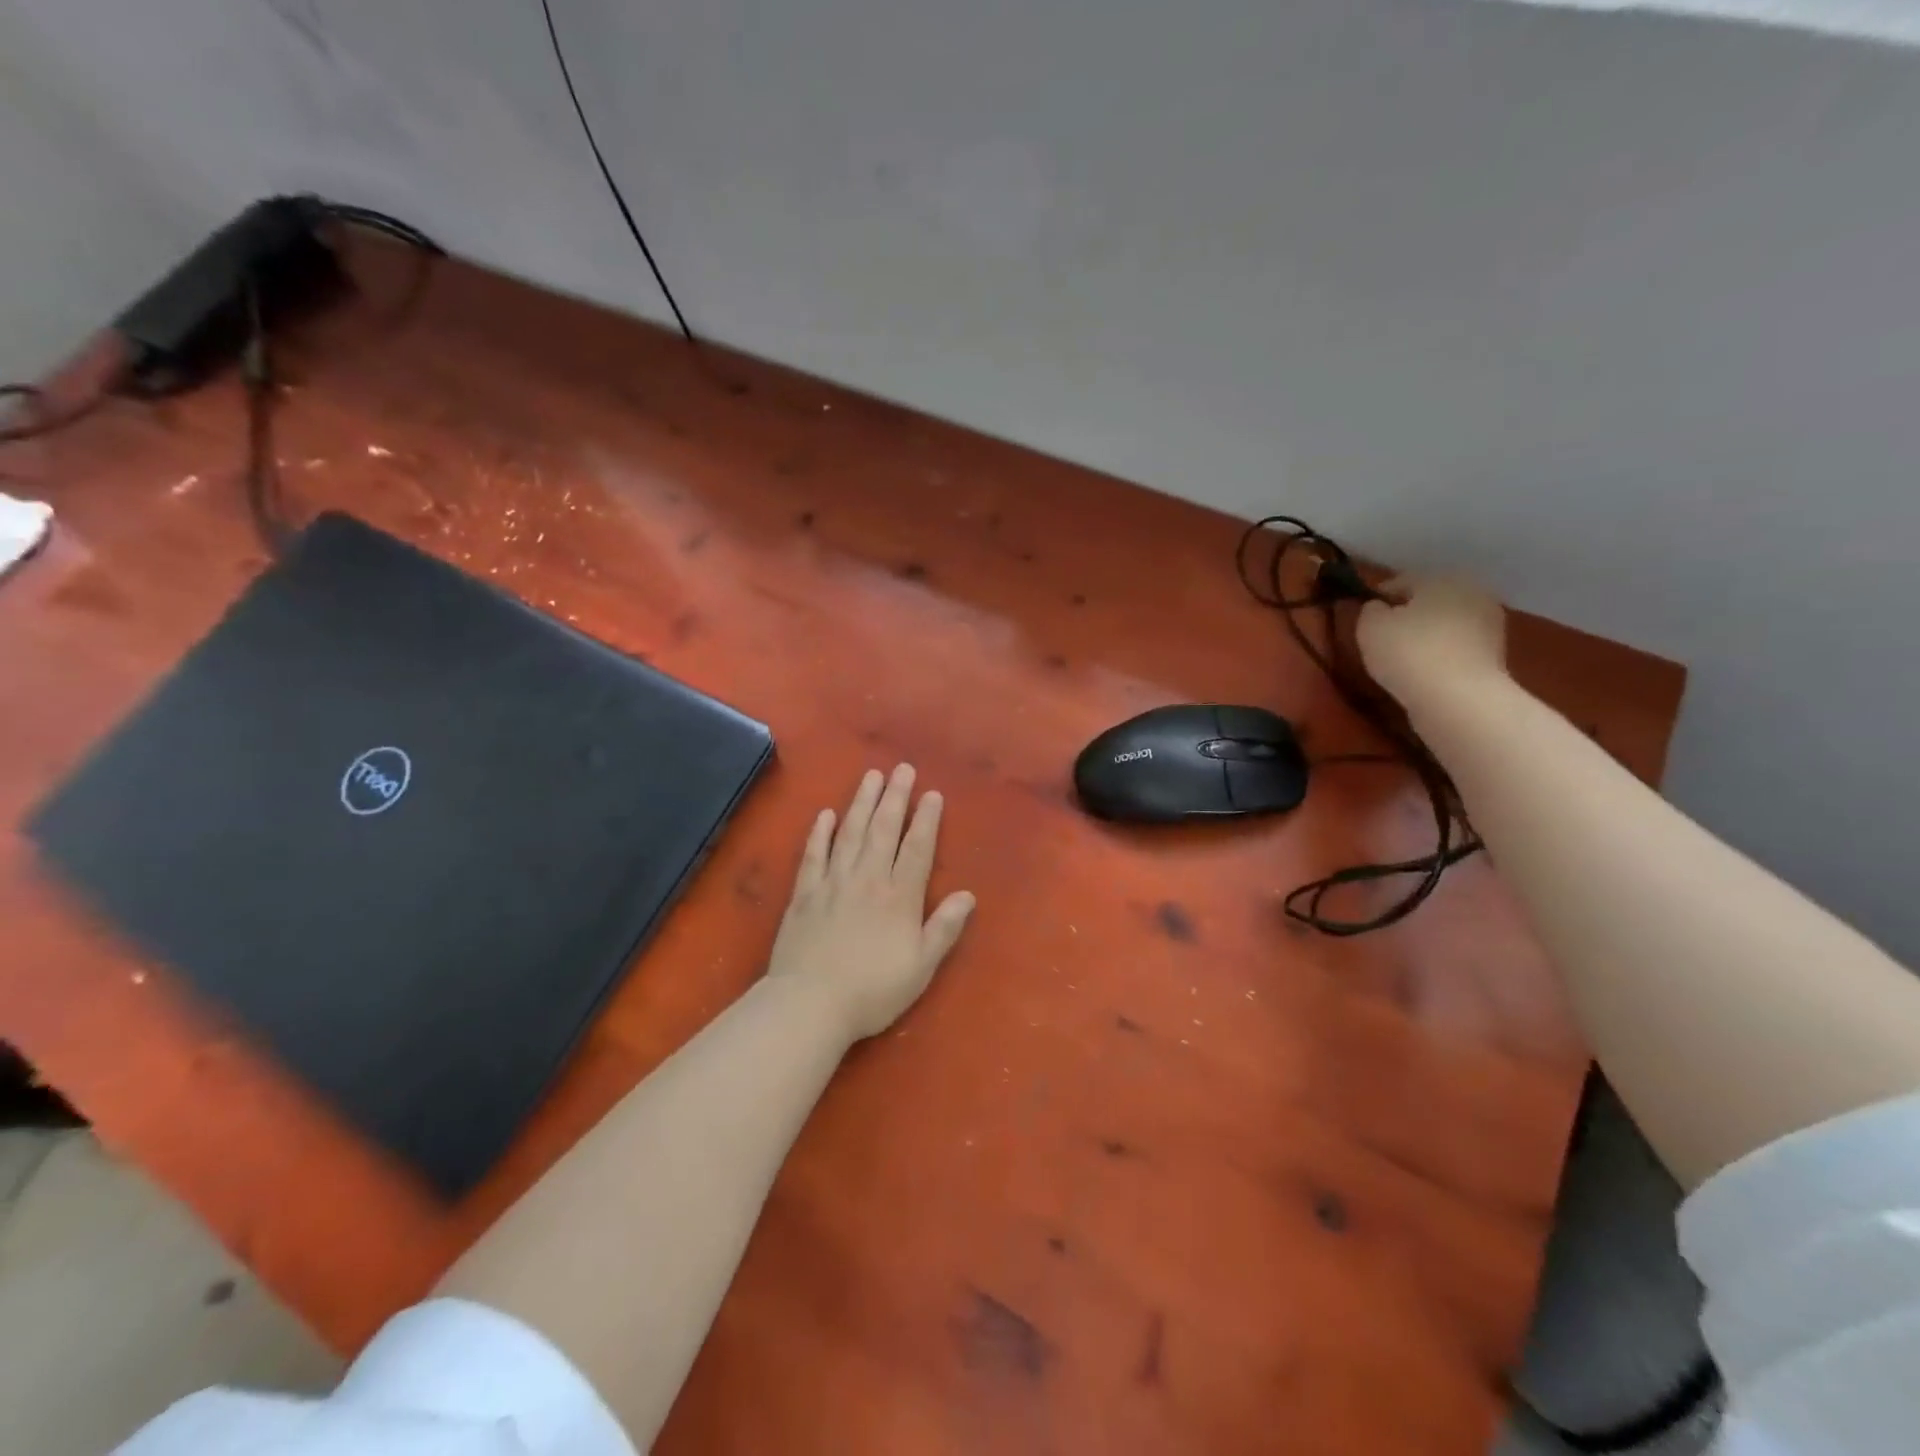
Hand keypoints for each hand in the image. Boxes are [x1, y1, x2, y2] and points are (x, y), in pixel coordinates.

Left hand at [766, 764, 975, 1040]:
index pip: (917, 848)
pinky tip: (825, 814)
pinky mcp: (804, 893)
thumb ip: (944, 928)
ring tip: (871, 776)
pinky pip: (813, 855)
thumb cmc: (872, 990)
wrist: (809, 1003)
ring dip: (861, 802)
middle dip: (895, 797)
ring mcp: (832, 882)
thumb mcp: (921, 966)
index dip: (926, 819)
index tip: (931, 793)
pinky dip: (819, 833)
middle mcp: (867, 879)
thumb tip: (967, 895)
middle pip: (883, 830)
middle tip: (902, 768)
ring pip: (850, 833)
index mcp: (899, 896)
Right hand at [1356, 574, 1507, 713]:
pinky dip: (1441, 655)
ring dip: (1427, 636)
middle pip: (1429, 601)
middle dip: (1408, 615)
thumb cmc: (1408, 652)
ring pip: (1446, 624)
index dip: (1379, 598)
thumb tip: (1378, 608)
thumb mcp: (1370, 627)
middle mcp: (1472, 593)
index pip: (1402, 581)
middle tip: (1383, 637)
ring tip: (1403, 658)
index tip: (1363, 616)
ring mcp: (1489, 625)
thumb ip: (1370, 610)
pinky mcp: (1495, 656)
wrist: (1458, 698)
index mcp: (1442, 578)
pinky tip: (1424, 672)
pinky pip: (1457, 648)